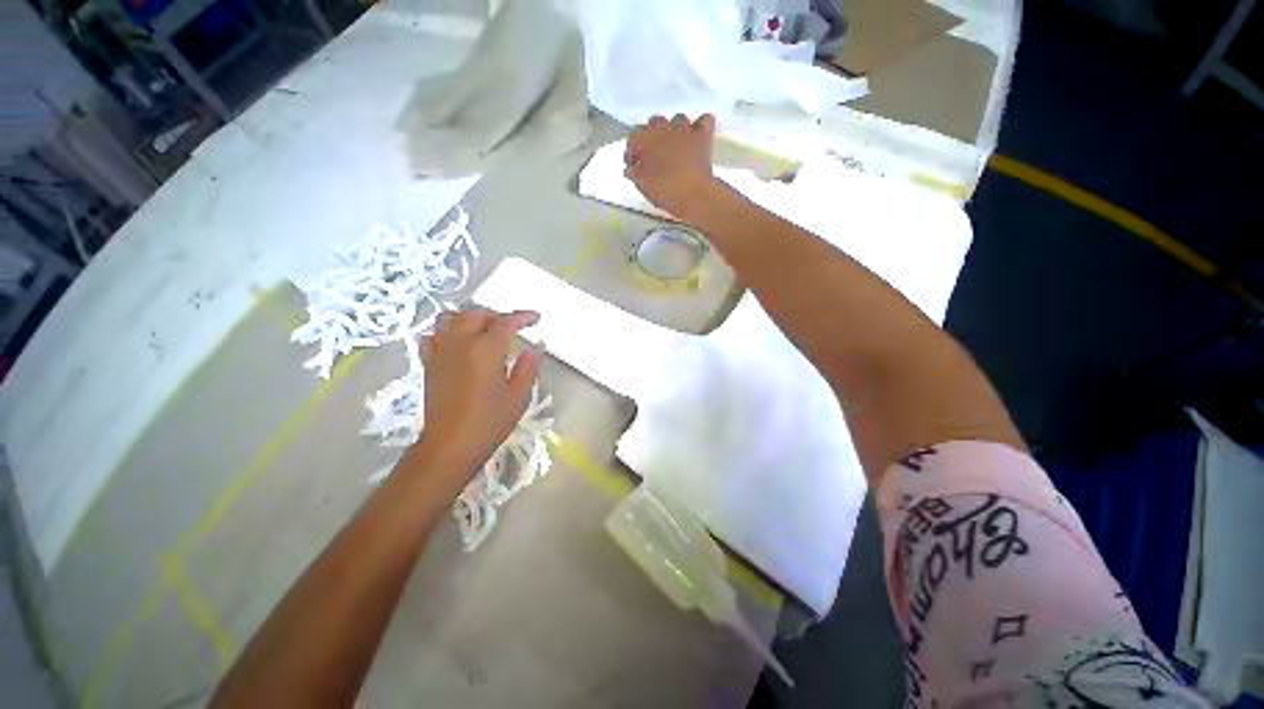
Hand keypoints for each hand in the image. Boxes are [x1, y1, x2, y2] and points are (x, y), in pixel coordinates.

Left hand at [405, 309, 540, 492]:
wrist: (449, 446)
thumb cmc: (489, 423)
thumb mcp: (518, 397)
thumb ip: (527, 368)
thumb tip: (530, 350)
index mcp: (486, 350)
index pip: (506, 323)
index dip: (523, 317)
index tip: (536, 318)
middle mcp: (460, 344)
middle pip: (476, 314)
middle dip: (496, 315)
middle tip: (512, 327)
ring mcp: (441, 352)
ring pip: (451, 319)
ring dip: (471, 318)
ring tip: (485, 330)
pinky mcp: (429, 364)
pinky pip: (434, 336)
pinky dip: (447, 332)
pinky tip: (458, 342)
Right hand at [625, 114, 726, 220]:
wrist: (692, 194)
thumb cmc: (664, 191)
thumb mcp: (642, 185)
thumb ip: (635, 173)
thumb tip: (632, 170)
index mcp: (645, 139)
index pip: (633, 138)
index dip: (632, 153)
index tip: (634, 166)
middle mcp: (663, 128)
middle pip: (654, 123)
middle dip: (652, 137)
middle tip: (653, 156)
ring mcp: (684, 129)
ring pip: (677, 120)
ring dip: (674, 131)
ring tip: (674, 147)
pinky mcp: (703, 136)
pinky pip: (704, 120)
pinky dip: (700, 126)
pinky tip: (697, 136)